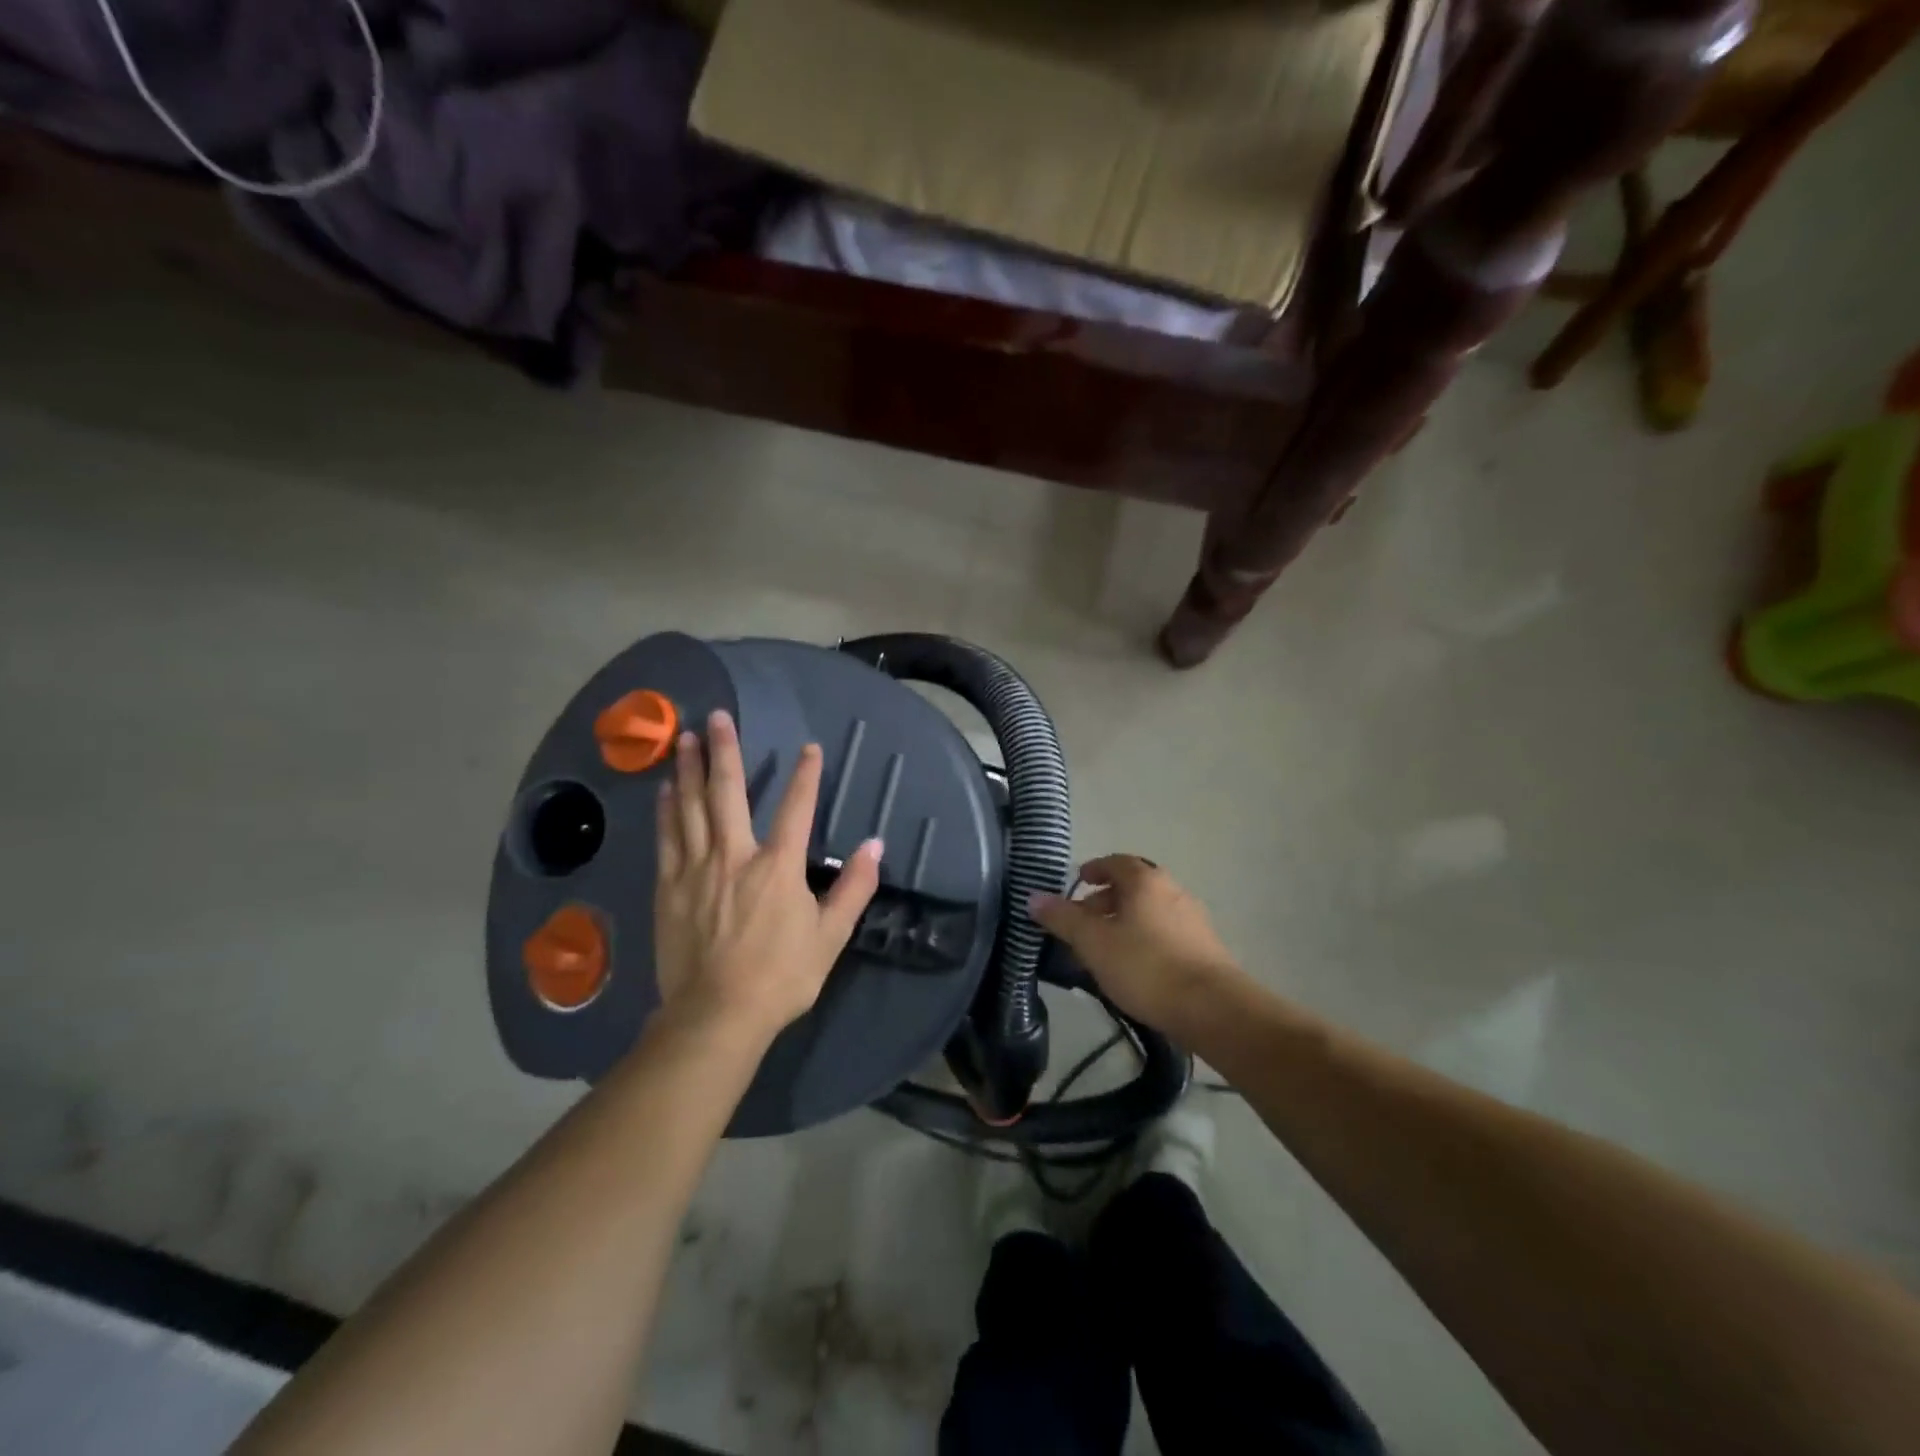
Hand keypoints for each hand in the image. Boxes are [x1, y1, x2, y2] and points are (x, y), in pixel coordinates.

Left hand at [654, 710, 880, 1045]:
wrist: (716, 1016)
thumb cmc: (781, 977)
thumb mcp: (830, 936)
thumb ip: (854, 888)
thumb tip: (875, 845)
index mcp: (777, 867)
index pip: (796, 808)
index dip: (805, 775)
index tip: (808, 747)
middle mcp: (734, 856)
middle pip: (727, 793)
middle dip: (725, 751)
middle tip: (717, 716)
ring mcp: (696, 871)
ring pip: (690, 808)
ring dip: (690, 770)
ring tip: (686, 738)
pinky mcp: (668, 889)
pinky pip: (667, 839)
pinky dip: (666, 810)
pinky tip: (665, 789)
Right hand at [1028, 855, 1244, 1037]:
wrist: (1212, 1008)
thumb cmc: (1146, 966)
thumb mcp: (1093, 942)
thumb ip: (1062, 918)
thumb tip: (1033, 897)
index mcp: (1145, 880)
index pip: (1115, 862)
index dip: (1094, 869)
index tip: (1078, 883)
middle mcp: (1172, 890)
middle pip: (1133, 886)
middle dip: (1105, 901)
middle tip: (1083, 924)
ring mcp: (1192, 918)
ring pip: (1149, 911)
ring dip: (1125, 922)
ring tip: (1104, 951)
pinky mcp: (1205, 947)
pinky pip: (1165, 932)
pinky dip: (1145, 939)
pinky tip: (1134, 968)